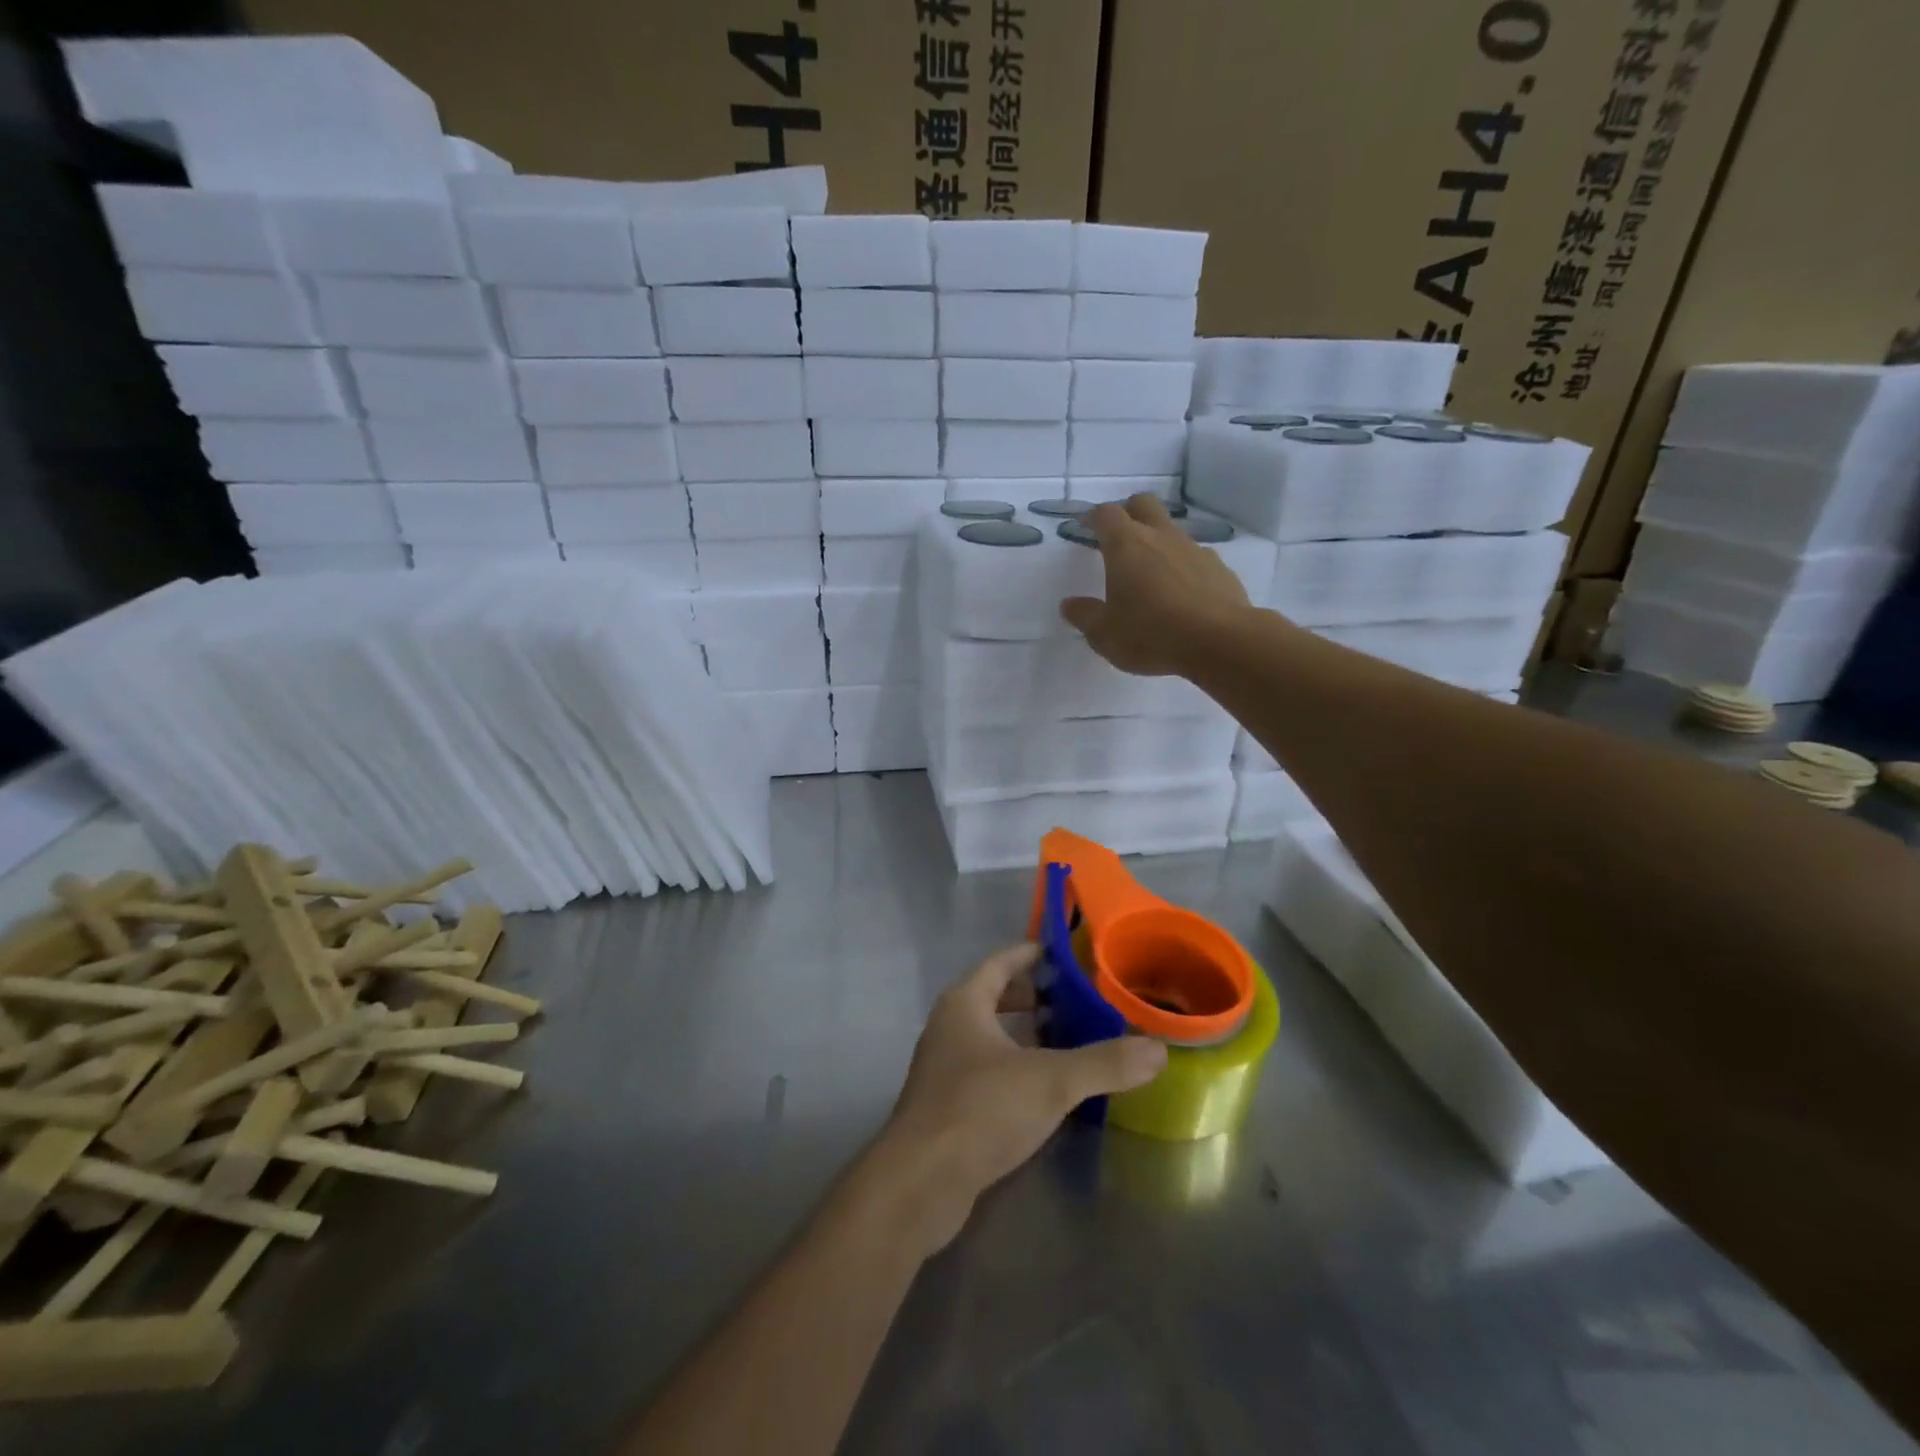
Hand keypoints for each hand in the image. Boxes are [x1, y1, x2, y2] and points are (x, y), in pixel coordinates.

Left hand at [861, 944, 1166, 1255]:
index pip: (1000, 962)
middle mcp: (949, 1027)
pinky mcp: (947, 1107)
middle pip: (993, 997)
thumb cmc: (980, 1109)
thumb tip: (1158, 1049)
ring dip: (1024, 1035)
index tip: (1063, 953)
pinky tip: (1044, 1090)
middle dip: (1032, 996)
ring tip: (1067, 1040)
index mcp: (964, 1003)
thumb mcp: (1050, 1081)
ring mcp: (944, 1068)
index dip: (1031, 954)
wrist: (920, 1183)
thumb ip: (1104, 1063)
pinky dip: (1015, 1068)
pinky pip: (987, 1070)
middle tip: (1075, 999)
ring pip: (990, 1036)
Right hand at [1059, 493, 1252, 675]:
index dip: (1093, 517)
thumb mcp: (1104, 634)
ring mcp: (1194, 549)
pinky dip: (1183, 567)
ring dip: (1158, 542)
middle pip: (1143, 505)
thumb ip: (1084, 615)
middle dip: (1129, 513)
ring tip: (1151, 574)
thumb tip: (1069, 604)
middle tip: (1119, 537)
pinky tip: (1181, 595)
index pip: (1106, 514)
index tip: (1086, 527)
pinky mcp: (1219, 568)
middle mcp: (1161, 537)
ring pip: (1172, 531)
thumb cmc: (1151, 634)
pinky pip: (1195, 558)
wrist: (1220, 642)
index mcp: (1126, 546)